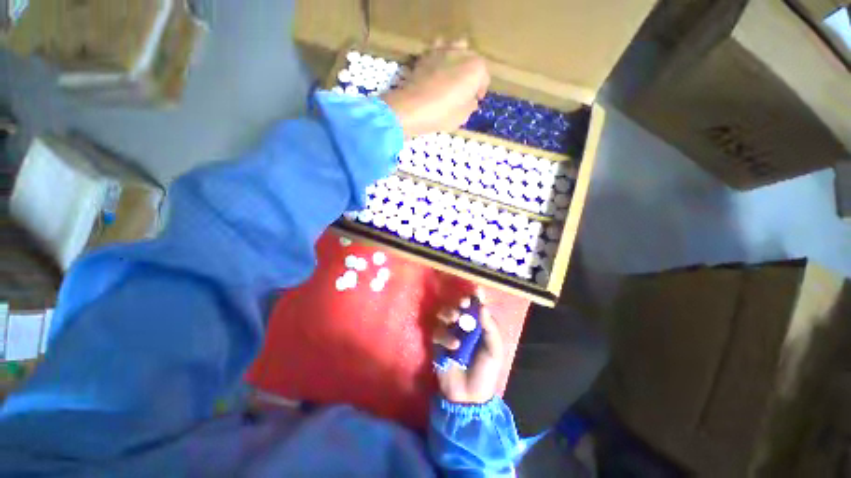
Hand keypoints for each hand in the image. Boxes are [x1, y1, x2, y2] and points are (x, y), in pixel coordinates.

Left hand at [382, 39, 489, 137]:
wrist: (412, 108)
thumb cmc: (442, 114)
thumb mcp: (463, 116)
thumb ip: (470, 105)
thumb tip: (471, 100)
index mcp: (476, 68)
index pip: (484, 78)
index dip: (481, 90)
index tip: (475, 100)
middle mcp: (462, 53)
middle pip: (472, 60)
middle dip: (471, 73)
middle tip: (465, 89)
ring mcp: (443, 50)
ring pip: (456, 48)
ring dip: (457, 59)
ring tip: (452, 74)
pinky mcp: (426, 54)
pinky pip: (438, 51)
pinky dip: (440, 58)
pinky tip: (437, 71)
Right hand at [432, 290, 504, 404]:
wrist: (469, 398)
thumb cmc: (485, 372)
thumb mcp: (494, 351)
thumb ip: (490, 329)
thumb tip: (483, 307)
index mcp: (478, 327)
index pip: (476, 307)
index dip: (475, 297)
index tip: (476, 290)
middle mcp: (463, 327)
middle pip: (458, 307)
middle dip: (459, 303)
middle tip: (462, 304)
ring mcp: (449, 334)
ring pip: (444, 314)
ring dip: (448, 312)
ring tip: (454, 318)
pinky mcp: (438, 343)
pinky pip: (437, 332)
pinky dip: (444, 336)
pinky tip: (454, 345)